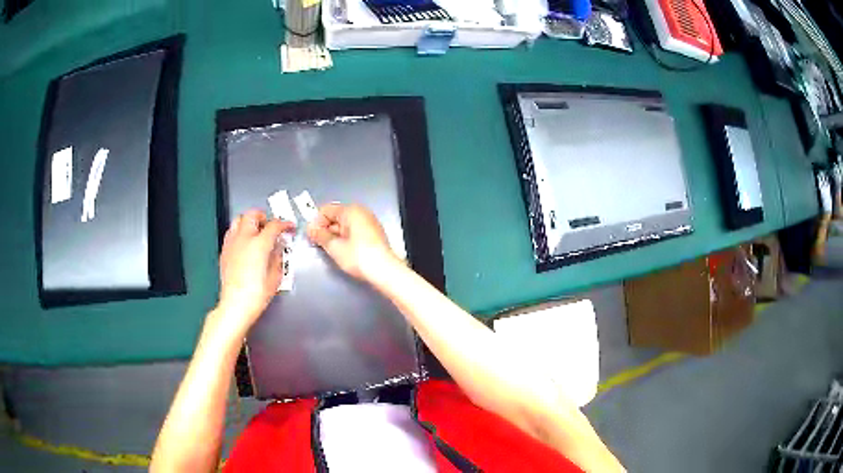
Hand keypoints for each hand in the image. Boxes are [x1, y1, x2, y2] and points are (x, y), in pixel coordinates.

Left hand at [218, 210, 294, 332]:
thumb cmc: (257, 294)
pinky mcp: (224, 251)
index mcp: (259, 244)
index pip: (274, 225)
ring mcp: (232, 243)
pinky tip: (244, 243)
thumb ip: (278, 257)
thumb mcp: (275, 276)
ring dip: (249, 222)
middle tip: (271, 225)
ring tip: (256, 230)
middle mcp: (244, 238)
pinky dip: (239, 232)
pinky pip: (231, 233)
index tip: (289, 227)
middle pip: (252, 215)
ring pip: (238, 220)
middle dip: (264, 217)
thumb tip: (278, 247)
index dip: (285, 224)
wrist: (236, 304)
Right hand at [306, 203, 395, 279]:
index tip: (312, 235)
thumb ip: (320, 235)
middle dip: (325, 229)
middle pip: (336, 216)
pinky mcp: (373, 233)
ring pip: (344, 224)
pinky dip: (345, 238)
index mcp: (351, 211)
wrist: (384, 271)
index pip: (326, 210)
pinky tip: (343, 250)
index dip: (316, 222)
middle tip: (319, 243)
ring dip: (335, 234)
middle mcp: (361, 212)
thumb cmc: (359, 257)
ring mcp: (369, 222)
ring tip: (331, 249)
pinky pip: (353, 230)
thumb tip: (311, 229)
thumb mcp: (334, 247)